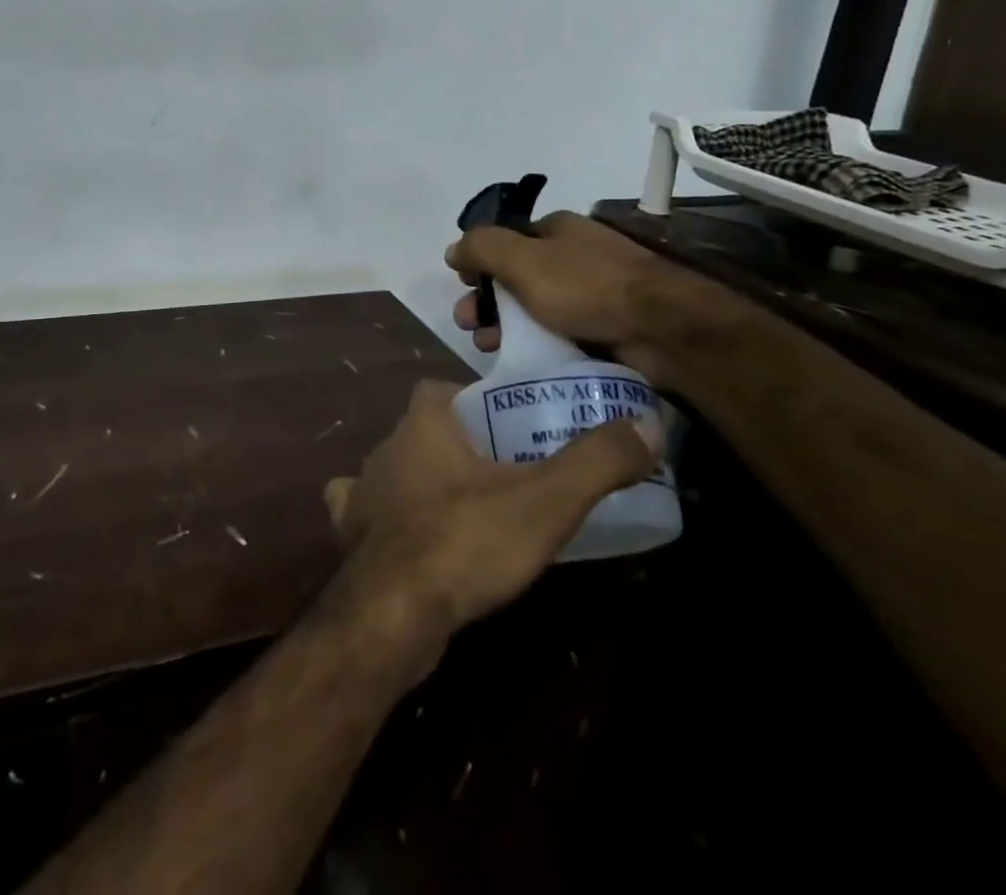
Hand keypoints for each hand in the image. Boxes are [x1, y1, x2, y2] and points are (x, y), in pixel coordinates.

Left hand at [322, 380, 659, 662]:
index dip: (476, 401)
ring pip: (402, 472)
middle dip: (461, 445)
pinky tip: (423, 541)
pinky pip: (376, 514)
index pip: (444, 390)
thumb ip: (596, 462)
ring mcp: (365, 493)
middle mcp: (387, 448)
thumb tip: (649, 425)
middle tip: (510, 472)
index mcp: (423, 423)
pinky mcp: (355, 537)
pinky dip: (398, 520)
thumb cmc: (465, 541)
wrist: (391, 615)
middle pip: (426, 432)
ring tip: (475, 509)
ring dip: (430, 483)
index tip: (514, 425)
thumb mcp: (545, 501)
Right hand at [446, 210, 685, 365]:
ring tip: (489, 349)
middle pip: (516, 277)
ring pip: (535, 308)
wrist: (663, 329)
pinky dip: (538, 343)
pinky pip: (560, 332)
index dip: (480, 264)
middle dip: (487, 300)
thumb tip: (453, 249)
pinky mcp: (606, 326)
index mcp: (556, 229)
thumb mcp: (522, 260)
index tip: (464, 288)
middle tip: (468, 325)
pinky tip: (522, 360)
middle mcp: (574, 255)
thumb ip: (482, 248)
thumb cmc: (586, 287)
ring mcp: (593, 291)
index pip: (505, 242)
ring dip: (506, 326)